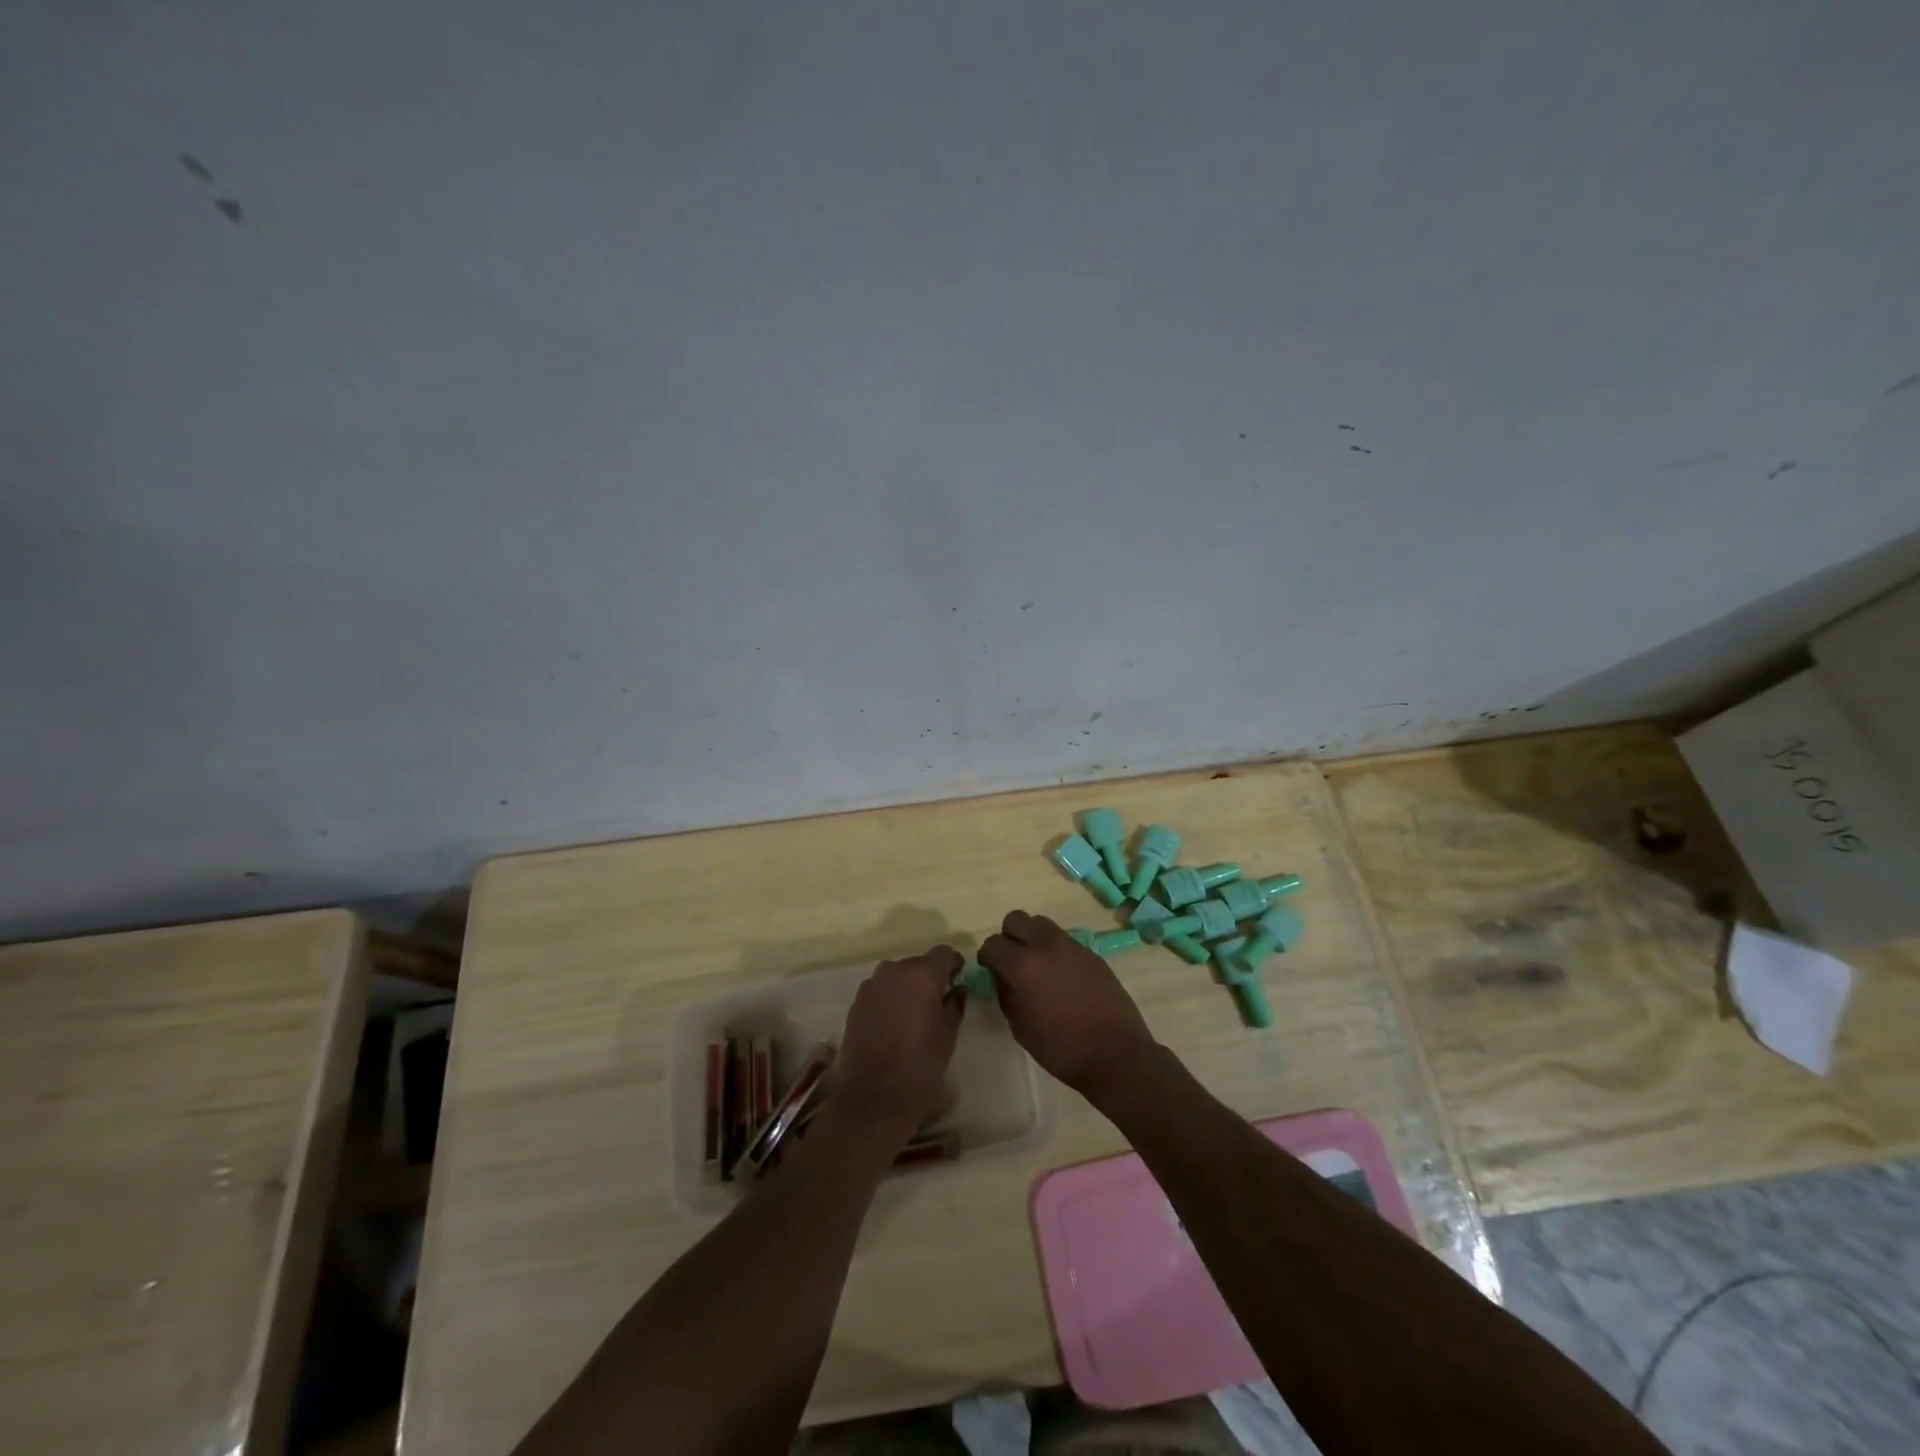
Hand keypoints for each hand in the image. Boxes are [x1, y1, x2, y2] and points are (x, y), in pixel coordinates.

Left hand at [832, 946, 965, 1143]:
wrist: (874, 1097)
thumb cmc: (921, 1065)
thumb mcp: (948, 1035)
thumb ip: (955, 1004)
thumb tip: (957, 989)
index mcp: (922, 975)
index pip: (943, 953)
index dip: (953, 964)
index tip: (958, 979)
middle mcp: (894, 972)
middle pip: (917, 963)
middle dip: (929, 976)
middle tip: (938, 1001)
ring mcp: (871, 986)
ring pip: (896, 976)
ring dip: (907, 987)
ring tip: (914, 1013)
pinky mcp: (856, 1004)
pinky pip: (879, 991)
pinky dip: (889, 999)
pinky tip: (893, 1024)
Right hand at [978, 911, 1156, 1102]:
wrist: (1116, 1054)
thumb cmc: (1061, 1048)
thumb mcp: (1020, 1027)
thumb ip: (1005, 994)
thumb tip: (1002, 976)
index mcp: (1024, 965)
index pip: (993, 944)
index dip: (987, 957)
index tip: (990, 970)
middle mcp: (1046, 946)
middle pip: (1016, 919)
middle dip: (1008, 937)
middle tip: (1011, 962)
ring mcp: (1072, 946)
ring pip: (1041, 923)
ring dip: (1032, 938)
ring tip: (1037, 966)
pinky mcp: (1091, 953)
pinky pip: (1064, 939)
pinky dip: (1054, 950)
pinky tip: (1061, 977)